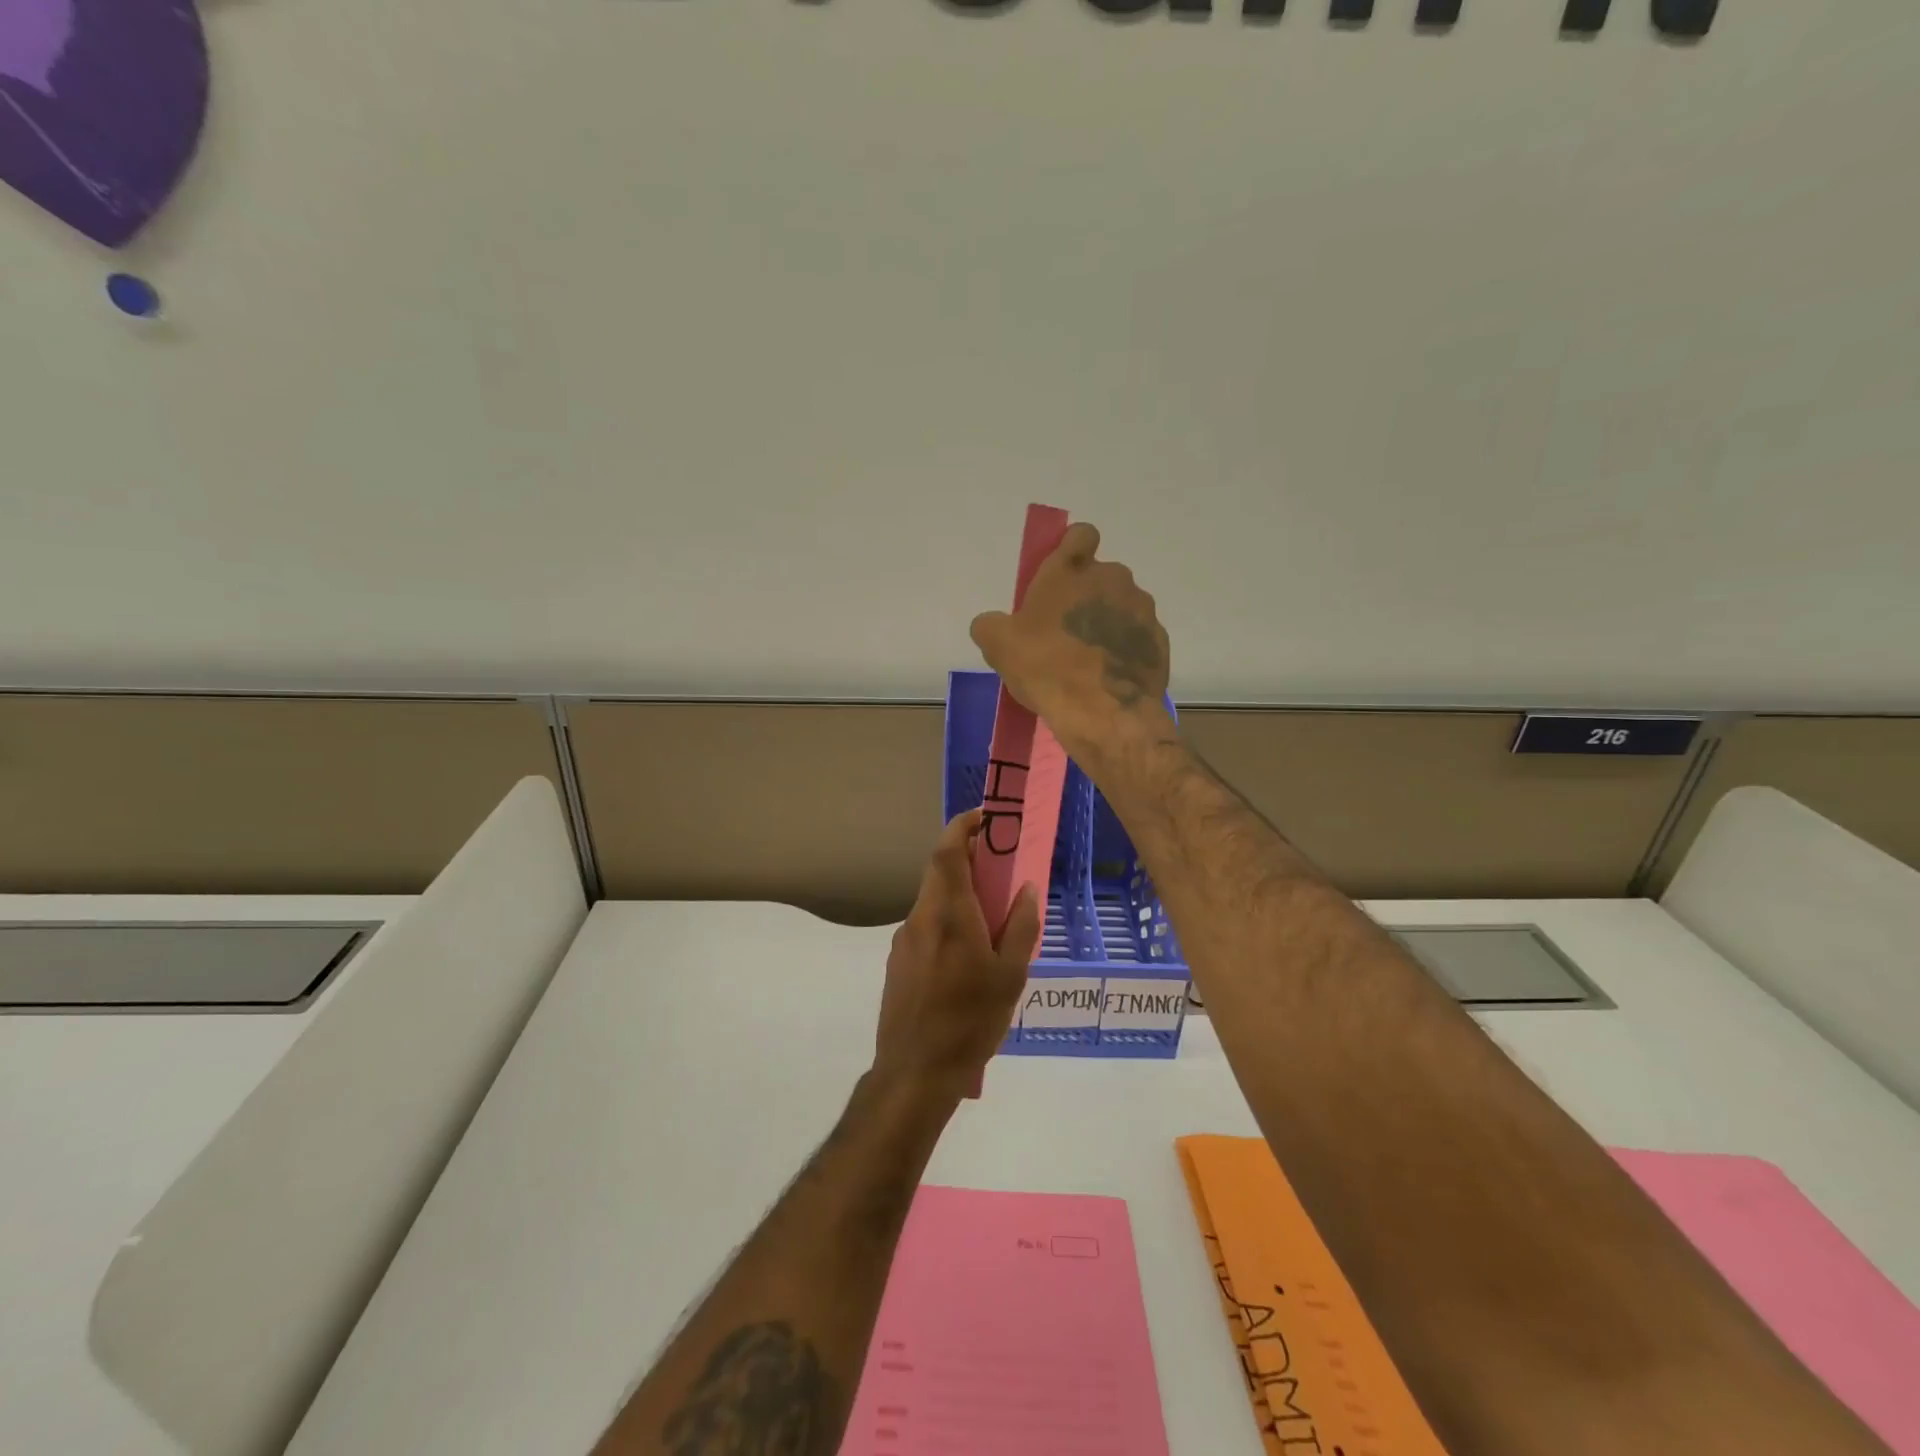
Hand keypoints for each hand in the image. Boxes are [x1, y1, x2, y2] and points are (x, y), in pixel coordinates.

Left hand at [874, 809, 1042, 1100]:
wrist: (914, 1072)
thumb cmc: (970, 1022)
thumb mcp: (1010, 976)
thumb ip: (1022, 927)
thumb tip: (1027, 888)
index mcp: (949, 914)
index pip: (947, 852)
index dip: (962, 827)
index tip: (985, 818)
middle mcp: (921, 918)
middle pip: (939, 872)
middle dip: (966, 859)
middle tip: (998, 866)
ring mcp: (904, 940)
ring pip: (932, 900)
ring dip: (958, 893)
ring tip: (990, 917)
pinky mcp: (897, 962)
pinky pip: (925, 926)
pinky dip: (946, 920)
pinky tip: (966, 955)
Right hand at [969, 522, 1174, 758]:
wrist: (1104, 715)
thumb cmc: (1047, 668)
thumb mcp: (999, 646)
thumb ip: (990, 624)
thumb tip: (992, 624)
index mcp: (1072, 569)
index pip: (1080, 535)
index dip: (1070, 549)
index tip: (1060, 576)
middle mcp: (1113, 579)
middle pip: (1100, 577)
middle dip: (1085, 597)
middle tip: (1063, 631)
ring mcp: (1142, 609)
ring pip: (1121, 607)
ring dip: (1105, 623)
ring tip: (1087, 660)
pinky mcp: (1159, 641)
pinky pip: (1137, 637)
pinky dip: (1124, 650)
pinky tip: (1107, 676)